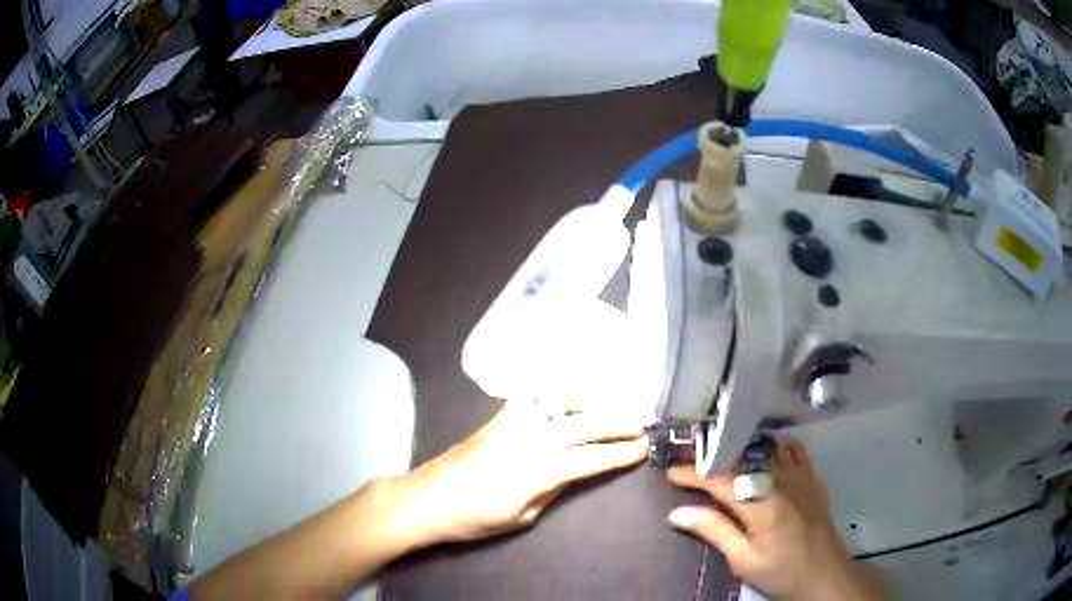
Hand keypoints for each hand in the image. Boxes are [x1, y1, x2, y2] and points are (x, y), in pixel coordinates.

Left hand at [384, 399, 648, 548]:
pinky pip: (534, 396)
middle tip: (640, 423)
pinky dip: (555, 393)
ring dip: (590, 402)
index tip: (643, 448)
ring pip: (562, 402)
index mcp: (541, 469)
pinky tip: (565, 396)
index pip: (593, 458)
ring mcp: (514, 421)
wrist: (429, 498)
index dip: (621, 453)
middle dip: (617, 423)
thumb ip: (553, 489)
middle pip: (585, 424)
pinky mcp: (499, 416)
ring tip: (609, 406)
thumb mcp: (522, 515)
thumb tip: (574, 471)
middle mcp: (533, 437)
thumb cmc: (476, 517)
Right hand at [666, 440, 881, 600]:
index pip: (720, 480)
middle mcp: (780, 482)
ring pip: (766, 451)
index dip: (693, 474)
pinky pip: (793, 452)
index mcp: (761, 504)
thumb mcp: (743, 560)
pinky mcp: (812, 479)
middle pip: (741, 459)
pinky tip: (765, 453)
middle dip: (713, 457)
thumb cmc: (781, 572)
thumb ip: (714, 531)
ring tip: (721, 455)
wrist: (825, 574)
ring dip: (741, 451)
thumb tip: (677, 513)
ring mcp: (800, 477)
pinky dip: (775, 448)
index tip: (671, 473)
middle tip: (690, 460)